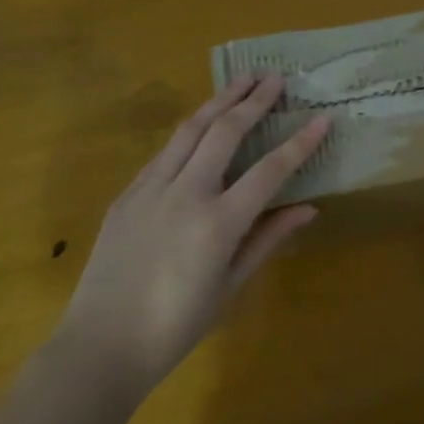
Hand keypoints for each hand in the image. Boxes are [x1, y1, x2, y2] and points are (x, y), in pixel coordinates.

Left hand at [53, 74, 328, 402]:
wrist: (100, 345)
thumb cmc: (176, 325)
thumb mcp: (231, 286)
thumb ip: (269, 239)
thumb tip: (309, 209)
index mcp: (218, 223)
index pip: (270, 170)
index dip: (300, 142)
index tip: (322, 117)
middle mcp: (185, 194)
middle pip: (225, 132)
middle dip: (253, 100)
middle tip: (275, 78)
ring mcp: (150, 189)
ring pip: (190, 130)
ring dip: (218, 101)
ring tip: (241, 80)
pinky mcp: (126, 195)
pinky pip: (164, 152)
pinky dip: (189, 132)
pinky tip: (201, 126)